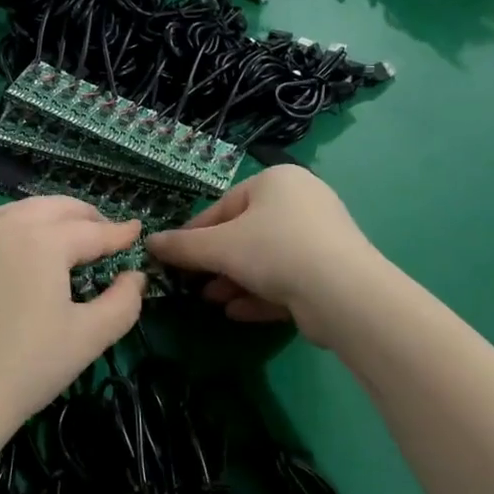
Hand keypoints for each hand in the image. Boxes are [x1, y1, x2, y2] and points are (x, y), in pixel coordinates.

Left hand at [0, 196, 145, 435]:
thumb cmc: (27, 367)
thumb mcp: (89, 337)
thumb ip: (124, 302)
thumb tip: (136, 276)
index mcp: (44, 240)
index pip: (92, 231)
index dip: (119, 232)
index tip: (137, 230)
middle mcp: (7, 225)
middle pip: (55, 207)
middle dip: (85, 215)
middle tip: (105, 233)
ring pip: (20, 210)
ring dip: (49, 216)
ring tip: (66, 236)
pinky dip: (13, 227)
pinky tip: (18, 249)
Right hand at [147, 166, 377, 344]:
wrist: (343, 293)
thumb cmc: (274, 250)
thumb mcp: (220, 247)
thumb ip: (183, 246)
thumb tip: (149, 242)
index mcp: (277, 181)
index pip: (224, 205)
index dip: (195, 233)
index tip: (174, 257)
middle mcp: (301, 202)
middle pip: (246, 233)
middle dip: (217, 262)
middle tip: (193, 283)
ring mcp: (320, 238)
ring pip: (266, 259)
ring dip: (236, 280)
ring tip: (212, 300)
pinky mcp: (331, 272)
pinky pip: (287, 279)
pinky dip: (261, 294)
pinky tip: (237, 312)